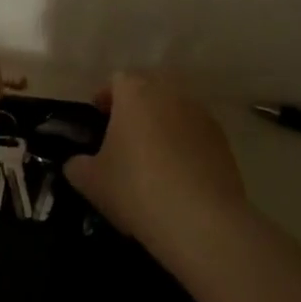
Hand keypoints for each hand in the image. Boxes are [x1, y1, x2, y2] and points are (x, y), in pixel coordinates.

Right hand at [63, 73, 248, 259]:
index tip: (97, 118)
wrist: (201, 220)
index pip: (117, 80)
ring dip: (161, 125)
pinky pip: (195, 134)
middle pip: (149, 90)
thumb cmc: (135, 188)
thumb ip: (77, 165)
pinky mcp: (223, 141)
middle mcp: (171, 94)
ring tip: (150, 158)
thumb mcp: (90, 181)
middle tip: (122, 135)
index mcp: (135, 93)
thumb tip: (77, 163)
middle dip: (135, 108)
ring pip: (174, 111)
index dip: (105, 97)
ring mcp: (202, 115)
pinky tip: (176, 175)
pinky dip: (184, 145)